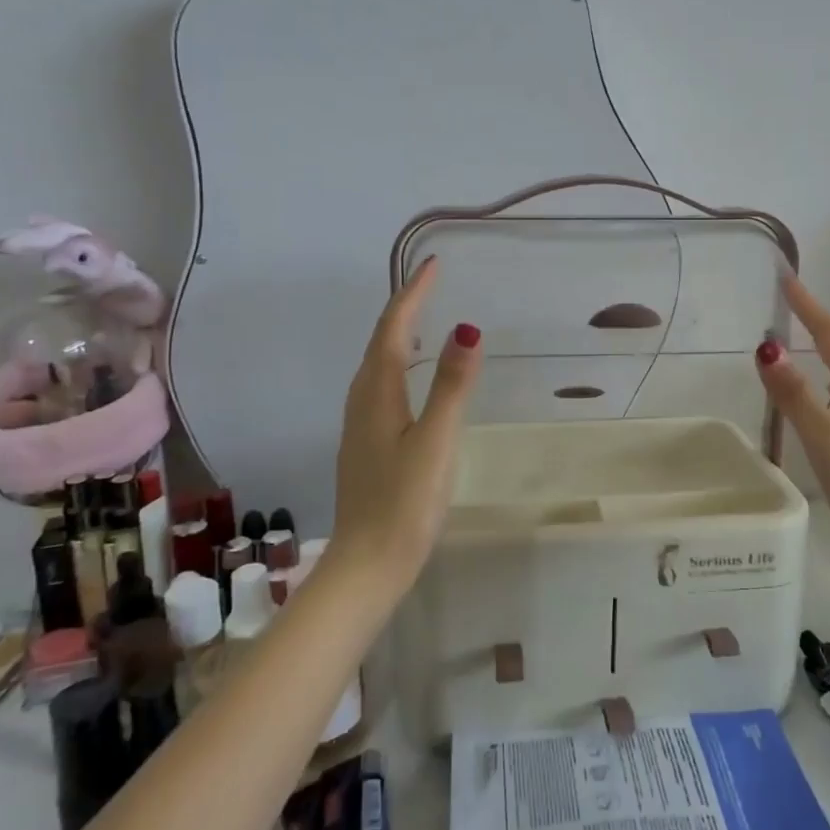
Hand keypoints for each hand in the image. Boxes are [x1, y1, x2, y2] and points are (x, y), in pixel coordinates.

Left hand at [327, 257, 482, 585]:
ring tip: (424, 319)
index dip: (413, 294)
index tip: (433, 264)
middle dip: (405, 307)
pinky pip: (382, 386)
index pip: (394, 329)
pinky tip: (413, 379)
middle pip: (381, 342)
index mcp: (378, 394)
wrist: (367, 565)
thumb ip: (452, 387)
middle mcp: (363, 401)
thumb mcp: (436, 442)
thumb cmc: (404, 503)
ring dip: (400, 335)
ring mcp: (361, 425)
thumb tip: (467, 328)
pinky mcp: (367, 444)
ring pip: (379, 365)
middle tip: (432, 284)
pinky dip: (399, 364)